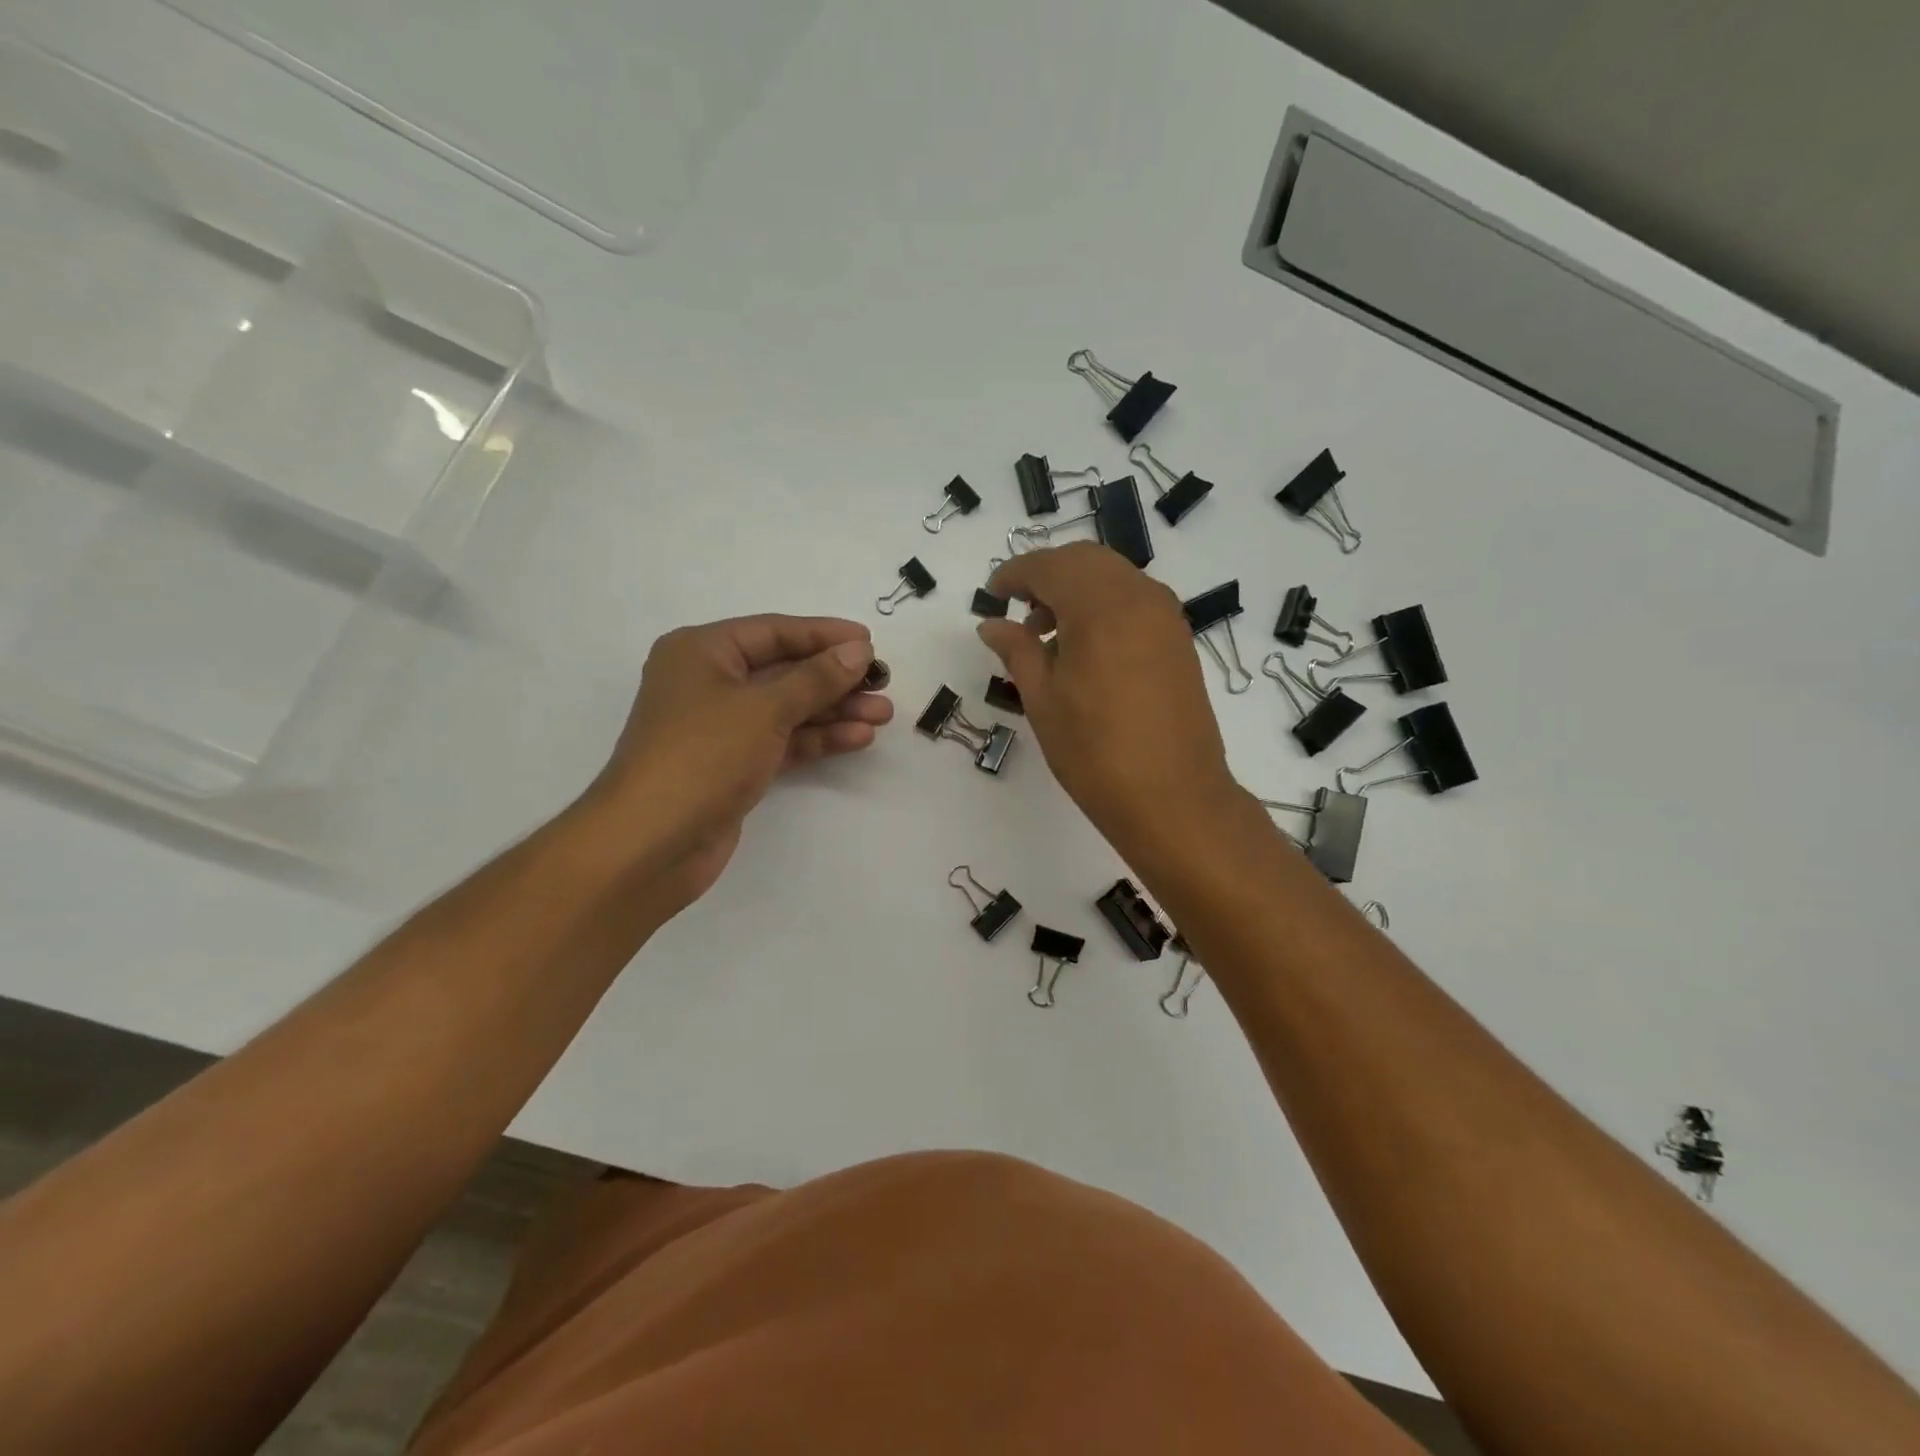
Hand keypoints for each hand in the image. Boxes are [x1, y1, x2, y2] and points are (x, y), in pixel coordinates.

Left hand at [585, 615, 891, 905]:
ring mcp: (721, 727)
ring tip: (883, 714)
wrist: (652, 843)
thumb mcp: (764, 708)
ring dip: (834, 710)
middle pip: (784, 670)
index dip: (824, 635)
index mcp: (702, 652)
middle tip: (884, 683)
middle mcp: (709, 682)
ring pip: (788, 708)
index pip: (774, 631)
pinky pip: (783, 740)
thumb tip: (858, 651)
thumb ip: (816, 678)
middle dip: (835, 677)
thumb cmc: (702, 756)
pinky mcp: (734, 765)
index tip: (870, 642)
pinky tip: (857, 738)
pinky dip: (818, 738)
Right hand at [979, 543, 1238, 848]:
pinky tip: (1084, 649)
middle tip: (1018, 612)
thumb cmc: (1096, 752)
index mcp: (1100, 606)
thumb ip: (1017, 651)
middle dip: (1047, 576)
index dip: (1015, 575)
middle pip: (1085, 562)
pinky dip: (1103, 607)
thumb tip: (991, 625)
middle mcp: (1140, 597)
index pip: (1050, 567)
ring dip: (1076, 591)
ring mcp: (1166, 617)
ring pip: (1112, 579)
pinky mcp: (1179, 640)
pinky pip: (1134, 602)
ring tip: (1047, 637)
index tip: (992, 594)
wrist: (1174, 798)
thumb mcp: (1043, 699)